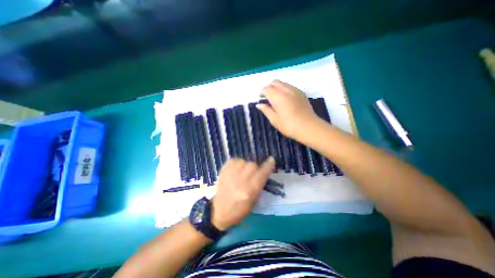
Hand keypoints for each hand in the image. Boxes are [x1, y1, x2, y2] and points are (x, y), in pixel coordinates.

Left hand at [212, 157, 276, 230]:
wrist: (219, 211)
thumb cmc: (240, 209)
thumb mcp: (254, 201)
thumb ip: (259, 184)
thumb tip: (264, 170)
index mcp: (249, 190)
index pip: (262, 173)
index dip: (268, 165)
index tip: (271, 159)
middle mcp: (240, 181)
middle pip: (252, 164)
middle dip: (255, 167)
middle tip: (252, 173)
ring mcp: (230, 174)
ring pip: (243, 161)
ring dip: (245, 165)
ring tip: (242, 172)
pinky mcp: (223, 171)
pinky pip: (234, 160)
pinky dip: (237, 163)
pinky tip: (235, 170)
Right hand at [255, 80, 320, 140]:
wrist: (308, 127)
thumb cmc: (288, 125)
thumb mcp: (274, 120)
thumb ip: (266, 110)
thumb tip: (259, 105)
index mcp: (277, 96)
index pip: (267, 88)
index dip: (262, 92)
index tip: (260, 97)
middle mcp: (286, 90)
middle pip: (275, 82)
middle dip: (269, 87)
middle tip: (267, 96)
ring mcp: (295, 90)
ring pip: (283, 83)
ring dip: (277, 87)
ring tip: (276, 97)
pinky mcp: (301, 93)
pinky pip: (290, 86)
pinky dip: (285, 89)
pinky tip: (285, 98)